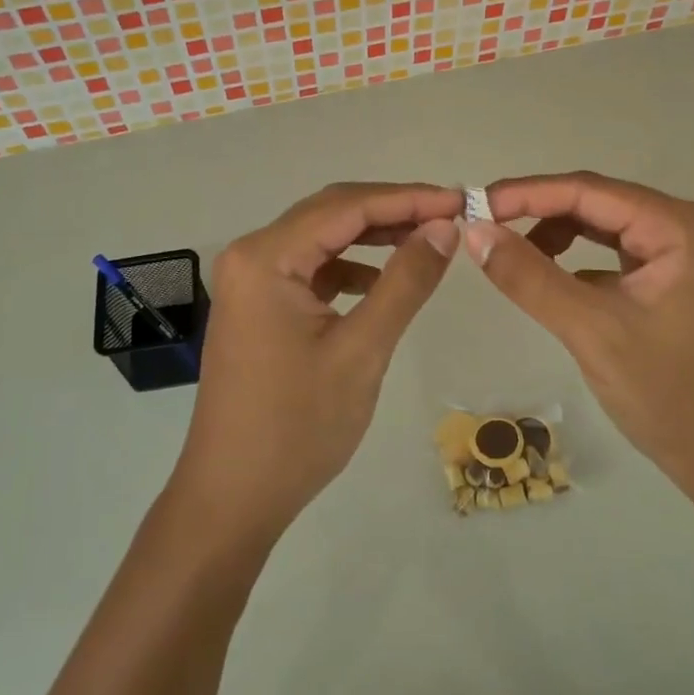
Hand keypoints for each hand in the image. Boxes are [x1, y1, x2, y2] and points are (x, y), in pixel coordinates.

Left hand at [173, 182, 463, 538]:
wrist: (233, 496)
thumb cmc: (297, 427)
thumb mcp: (362, 350)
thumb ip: (405, 281)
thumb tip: (445, 227)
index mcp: (265, 257)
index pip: (346, 206)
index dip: (407, 198)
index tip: (460, 200)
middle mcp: (251, 254)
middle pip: (331, 213)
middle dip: (392, 210)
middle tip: (450, 215)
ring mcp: (250, 280)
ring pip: (322, 238)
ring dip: (372, 236)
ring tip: (426, 241)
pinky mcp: (258, 304)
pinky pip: (310, 267)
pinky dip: (349, 267)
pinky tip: (381, 281)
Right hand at [464, 173, 693, 518]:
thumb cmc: (674, 400)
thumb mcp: (592, 332)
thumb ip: (530, 277)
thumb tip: (474, 231)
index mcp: (684, 228)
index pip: (590, 190)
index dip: (526, 193)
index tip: (474, 205)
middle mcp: (692, 227)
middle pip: (599, 203)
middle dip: (539, 213)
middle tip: (484, 230)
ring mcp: (691, 254)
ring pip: (607, 227)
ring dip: (558, 236)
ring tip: (514, 259)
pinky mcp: (683, 280)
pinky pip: (620, 253)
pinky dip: (582, 261)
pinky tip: (553, 283)